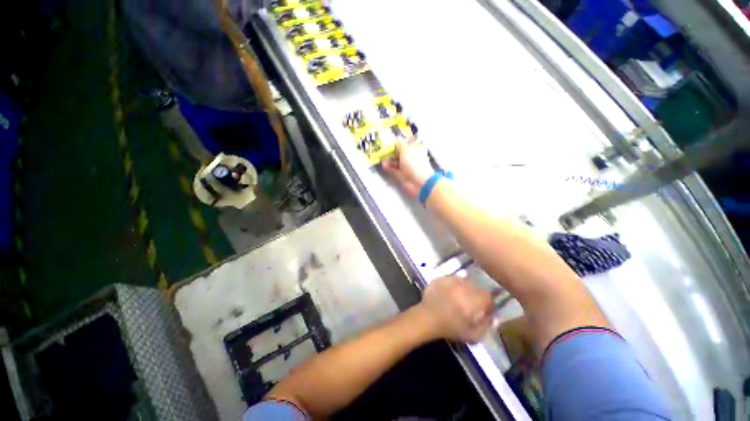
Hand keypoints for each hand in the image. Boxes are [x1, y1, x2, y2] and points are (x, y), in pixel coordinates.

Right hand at [382, 139, 434, 198]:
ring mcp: (407, 166)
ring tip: (382, 159)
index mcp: (416, 148)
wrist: (418, 182)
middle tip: (382, 150)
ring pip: (396, 161)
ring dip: (389, 160)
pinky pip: (394, 169)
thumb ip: (399, 143)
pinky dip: (389, 167)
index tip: (389, 141)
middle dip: (391, 151)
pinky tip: (384, 166)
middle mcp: (412, 156)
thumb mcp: (406, 149)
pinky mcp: (402, 174)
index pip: (406, 142)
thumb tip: (396, 137)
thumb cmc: (414, 162)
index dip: (398, 142)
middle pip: (400, 152)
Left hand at [416, 275, 494, 342]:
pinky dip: (453, 284)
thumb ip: (486, 326)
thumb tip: (493, 318)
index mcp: (473, 299)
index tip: (484, 310)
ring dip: (464, 288)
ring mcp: (451, 280)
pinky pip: (451, 278)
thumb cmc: (450, 328)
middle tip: (471, 303)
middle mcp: (463, 286)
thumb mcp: (473, 335)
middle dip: (476, 294)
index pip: (487, 296)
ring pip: (463, 280)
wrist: (427, 318)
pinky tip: (449, 292)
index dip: (487, 303)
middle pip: (476, 286)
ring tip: (459, 297)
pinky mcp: (441, 277)